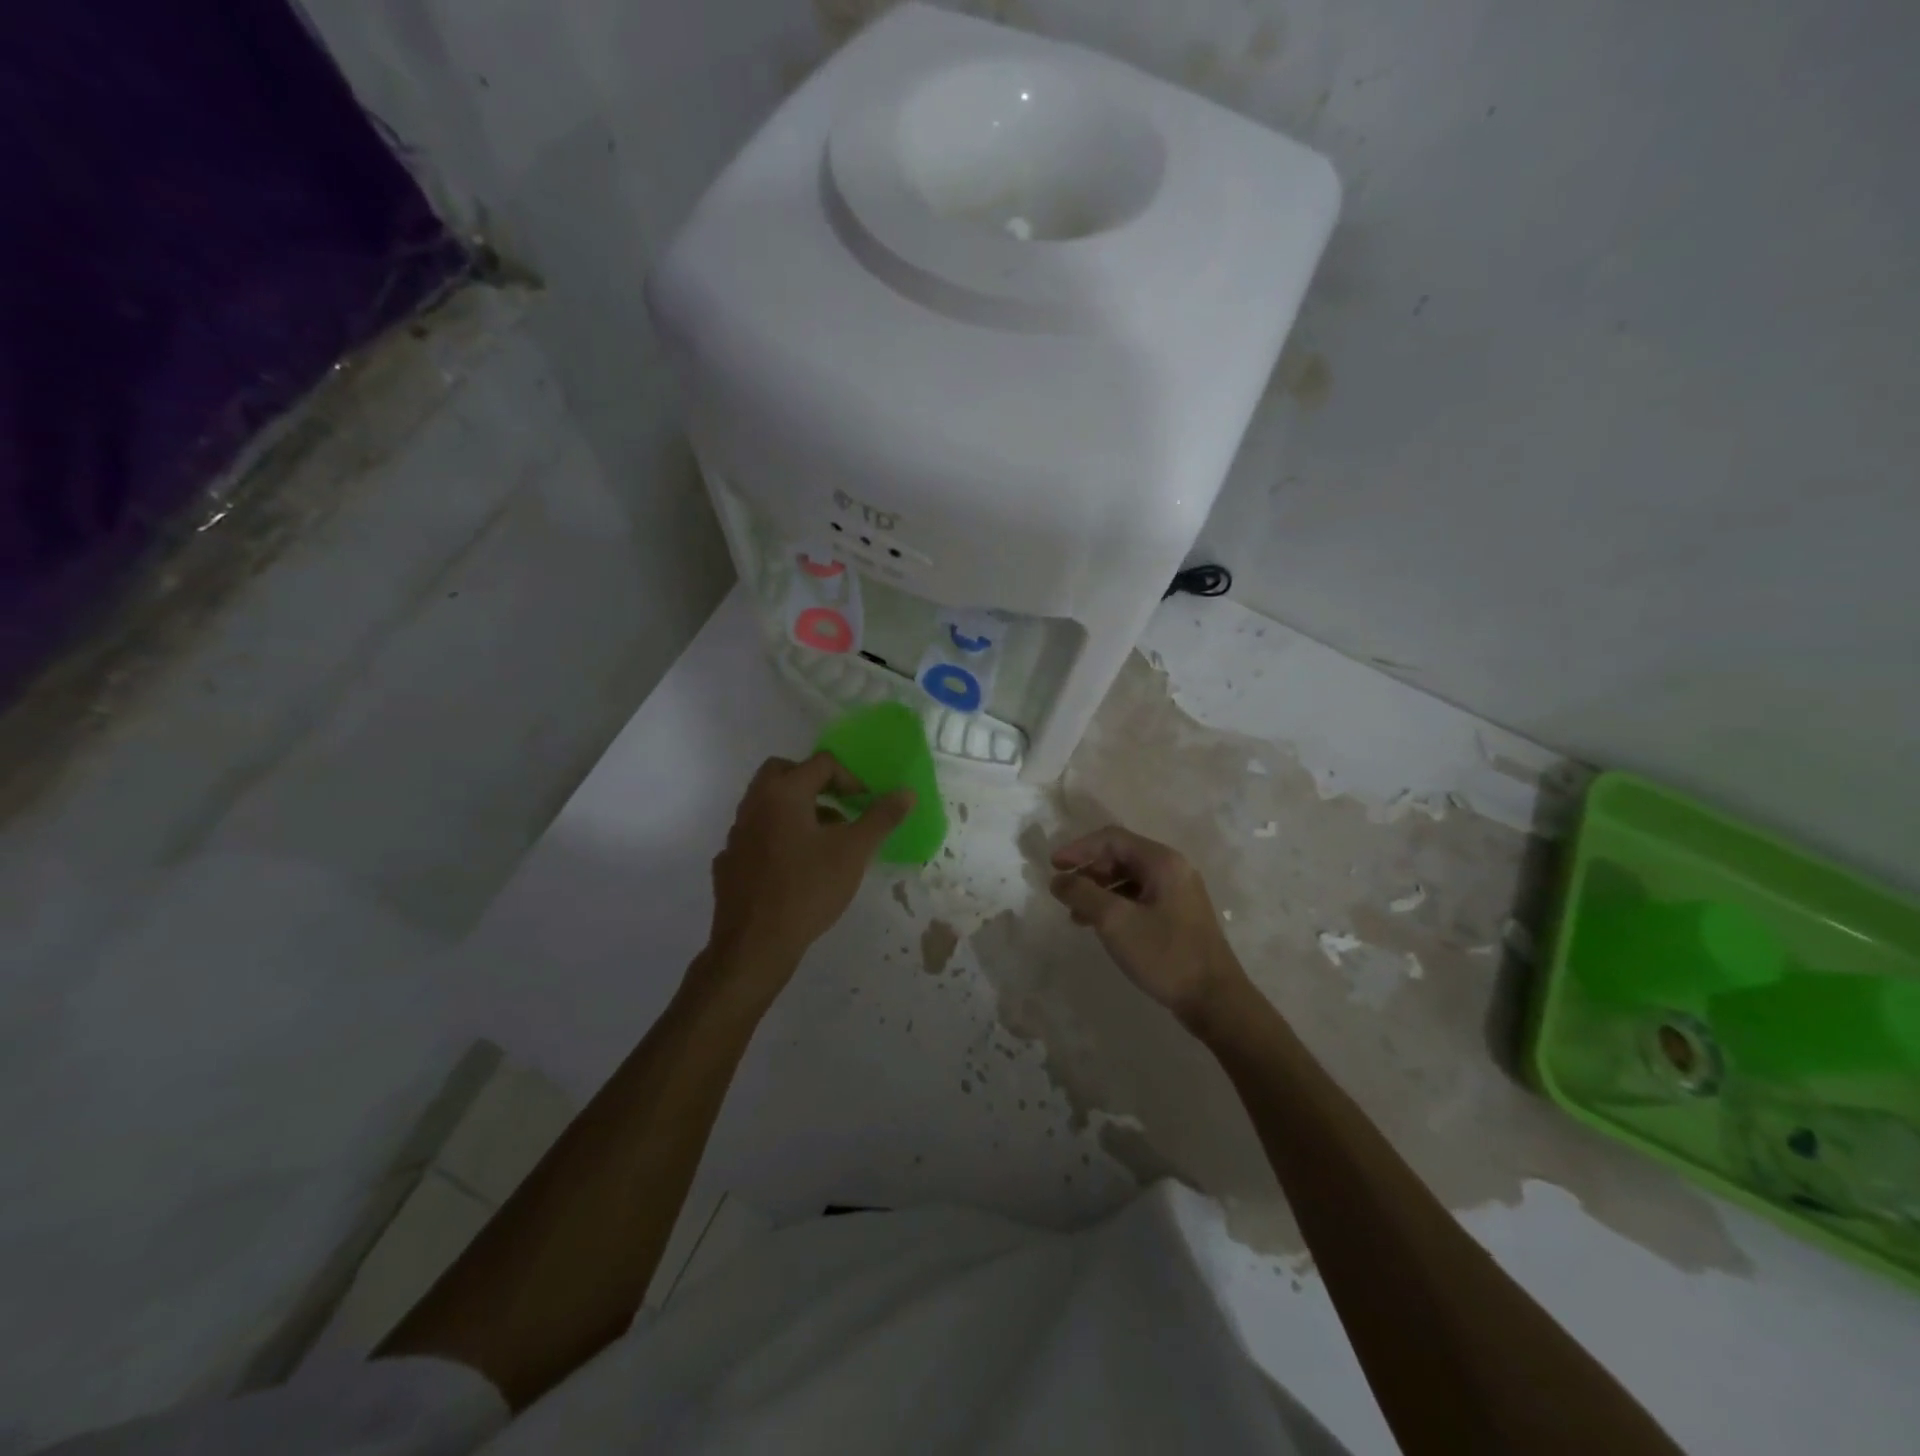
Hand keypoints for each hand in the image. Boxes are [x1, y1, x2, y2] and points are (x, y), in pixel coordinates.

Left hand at [704, 752, 912, 983]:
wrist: (755, 944)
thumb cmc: (808, 889)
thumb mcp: (854, 852)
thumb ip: (881, 818)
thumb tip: (906, 792)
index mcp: (783, 793)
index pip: (820, 764)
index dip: (850, 778)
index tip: (865, 804)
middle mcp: (754, 805)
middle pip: (782, 772)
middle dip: (813, 783)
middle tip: (837, 806)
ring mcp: (736, 834)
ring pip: (766, 805)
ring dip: (795, 810)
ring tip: (822, 841)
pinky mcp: (728, 862)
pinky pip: (755, 836)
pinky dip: (776, 838)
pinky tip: (793, 867)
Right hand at [1049, 825, 1248, 1026]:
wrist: (1215, 1000)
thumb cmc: (1164, 954)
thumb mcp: (1115, 922)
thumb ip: (1082, 894)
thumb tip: (1058, 880)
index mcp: (1162, 862)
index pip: (1112, 838)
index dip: (1079, 848)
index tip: (1053, 866)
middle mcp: (1173, 869)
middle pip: (1121, 855)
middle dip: (1088, 870)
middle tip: (1064, 891)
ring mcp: (1178, 892)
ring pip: (1129, 878)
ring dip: (1099, 890)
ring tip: (1076, 914)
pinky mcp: (1178, 915)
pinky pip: (1139, 897)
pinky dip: (1115, 905)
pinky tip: (1099, 925)